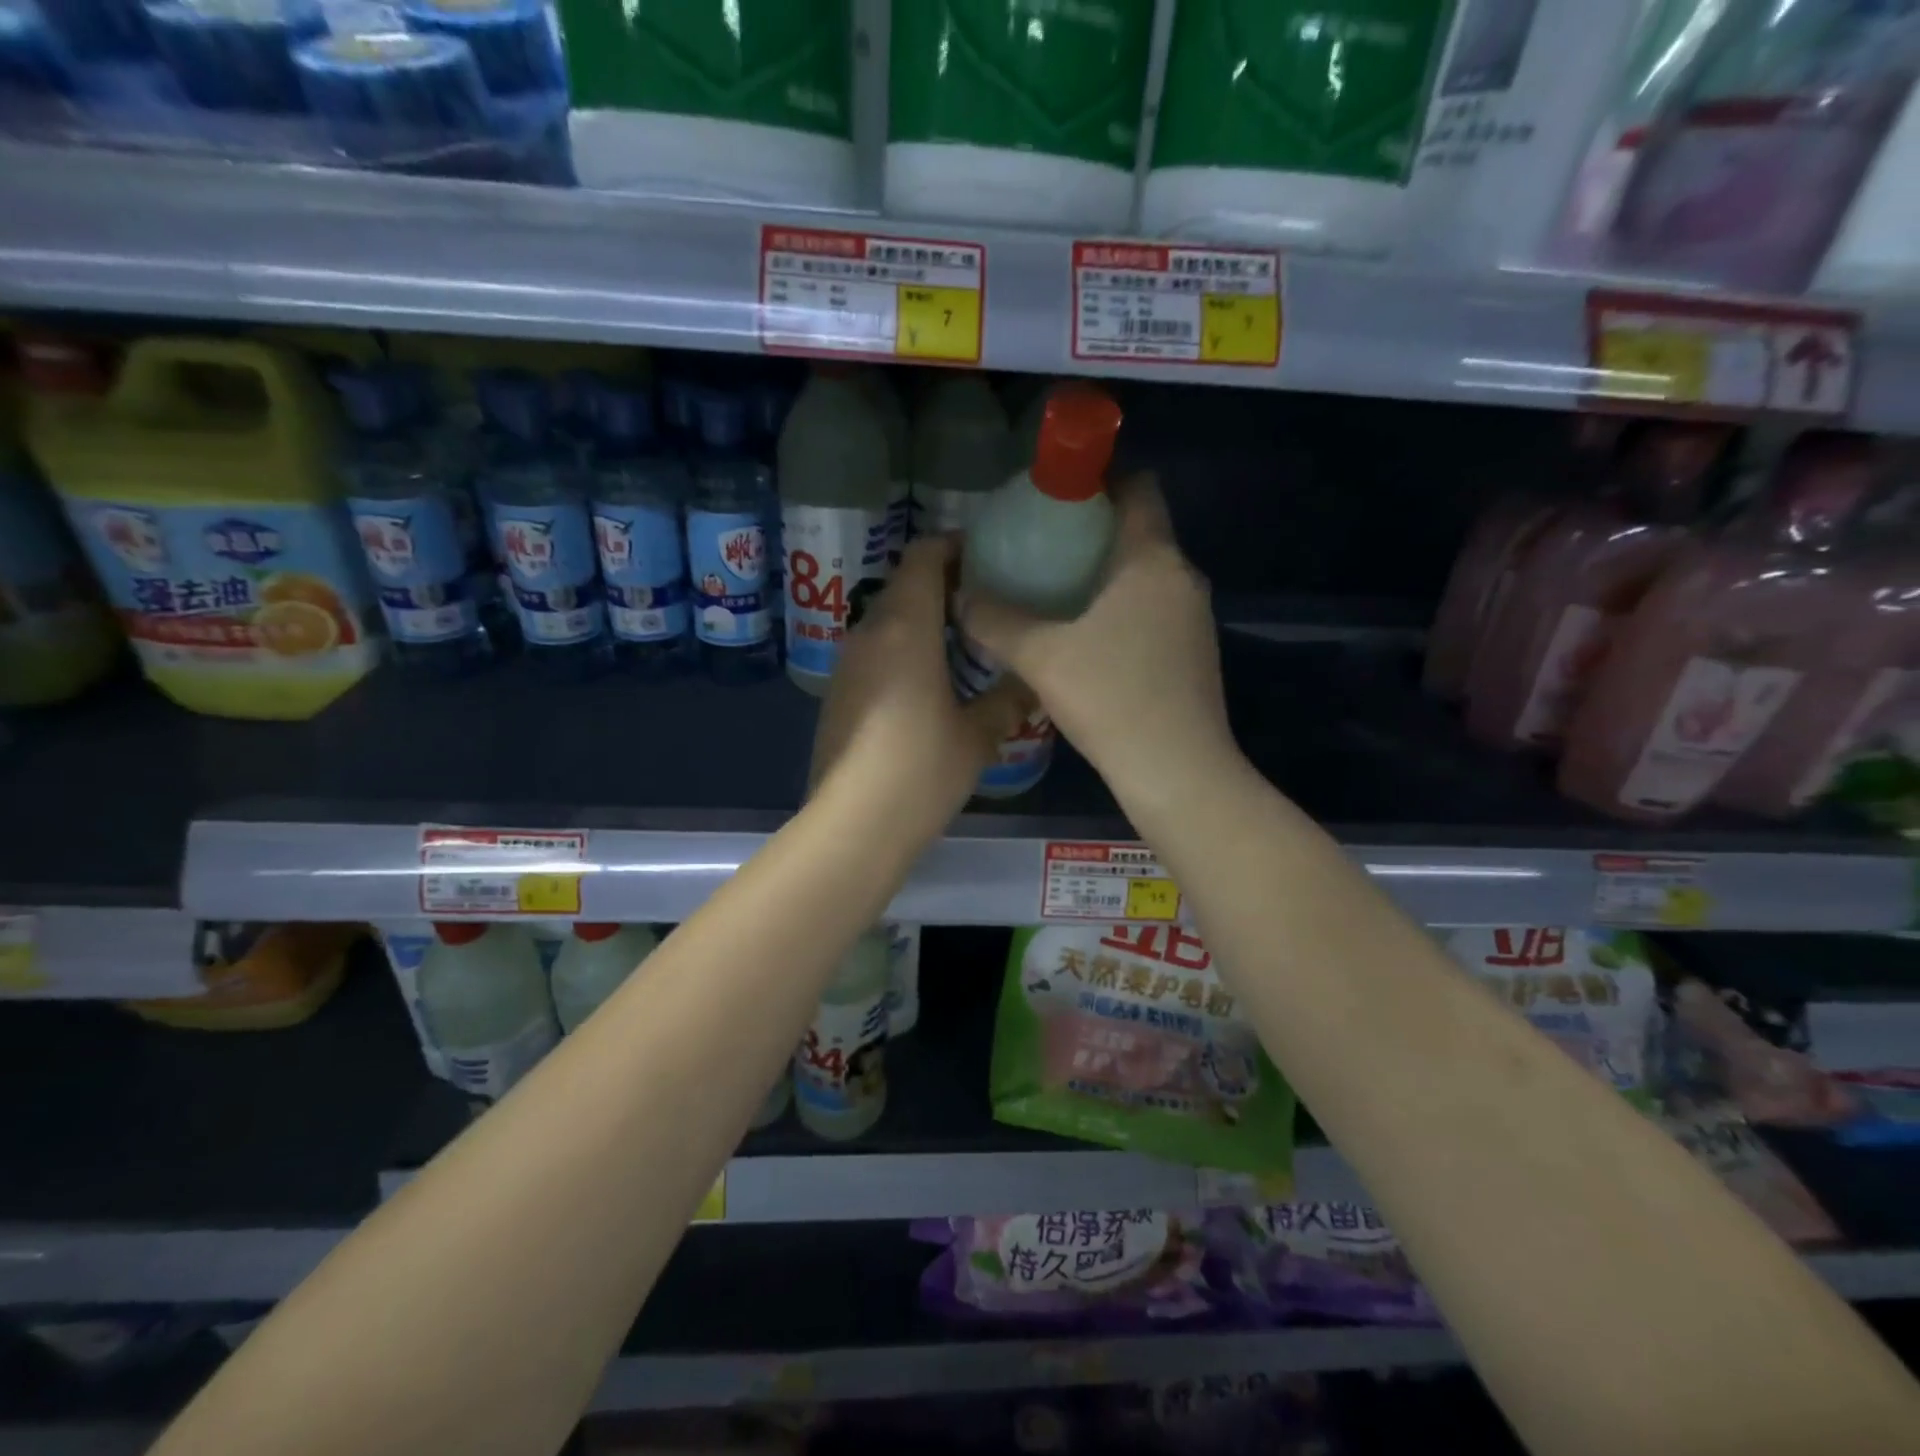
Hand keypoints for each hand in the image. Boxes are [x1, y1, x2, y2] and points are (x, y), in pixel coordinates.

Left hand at [810, 536, 1029, 837]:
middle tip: (988, 603)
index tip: (988, 558)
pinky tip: (931, 682)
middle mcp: (869, 633)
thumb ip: (1008, 699)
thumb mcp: (978, 735)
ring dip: (923, 619)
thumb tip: (1032, 683)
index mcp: (905, 627)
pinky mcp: (839, 693)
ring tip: (965, 642)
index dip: (954, 547)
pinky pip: (875, 651)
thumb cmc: (921, 769)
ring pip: (888, 619)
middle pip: (905, 585)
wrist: (853, 823)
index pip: (923, 557)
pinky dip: (904, 649)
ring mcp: (848, 663)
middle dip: (945, 584)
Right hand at [958, 472, 1233, 801]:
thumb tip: (960, 596)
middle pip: (1139, 532)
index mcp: (1152, 559)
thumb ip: (995, 620)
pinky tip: (1086, 644)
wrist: (1177, 772)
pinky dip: (1121, 611)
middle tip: (1040, 550)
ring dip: (1105, 577)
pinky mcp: (1194, 655)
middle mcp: (1183, 578)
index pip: (1139, 487)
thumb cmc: (1111, 698)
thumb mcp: (1040, 656)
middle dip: (1091, 533)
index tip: (1056, 498)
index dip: (1100, 479)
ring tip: (1055, 596)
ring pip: (1146, 576)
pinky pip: (1153, 612)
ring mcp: (1195, 619)